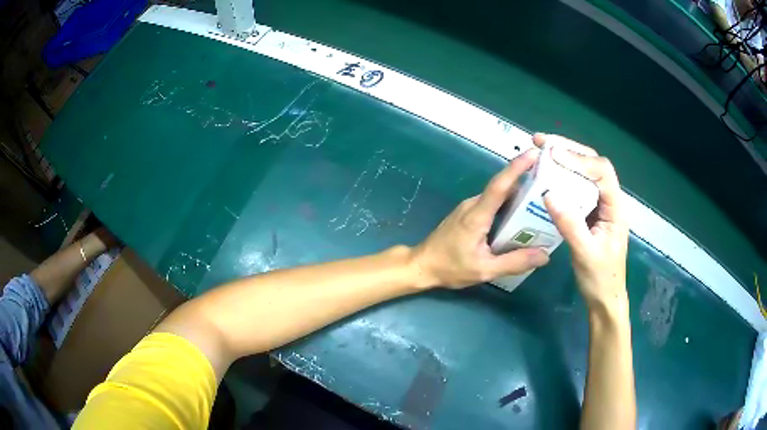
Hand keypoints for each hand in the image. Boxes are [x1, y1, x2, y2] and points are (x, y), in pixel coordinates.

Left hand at [412, 149, 549, 288]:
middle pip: (503, 189)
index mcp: (477, 214)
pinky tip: (520, 222)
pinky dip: (507, 209)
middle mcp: (473, 205)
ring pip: (498, 199)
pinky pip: (492, 206)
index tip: (534, 154)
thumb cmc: (450, 267)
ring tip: (541, 207)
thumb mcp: (485, 270)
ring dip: (518, 200)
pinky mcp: (468, 214)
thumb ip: (514, 262)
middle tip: (551, 190)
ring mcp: (469, 208)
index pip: (500, 185)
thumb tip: (544, 256)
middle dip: (526, 186)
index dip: (517, 168)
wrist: (421, 266)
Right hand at [534, 134, 628, 311]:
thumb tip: (548, 193)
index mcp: (615, 208)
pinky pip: (577, 188)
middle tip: (541, 141)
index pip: (602, 171)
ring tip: (541, 151)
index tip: (552, 154)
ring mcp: (600, 206)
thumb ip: (570, 224)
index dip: (578, 159)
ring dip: (565, 159)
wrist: (605, 298)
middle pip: (593, 164)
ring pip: (585, 173)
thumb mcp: (584, 254)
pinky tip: (548, 176)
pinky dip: (562, 177)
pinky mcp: (590, 213)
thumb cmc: (600, 279)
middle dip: (569, 149)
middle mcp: (610, 200)